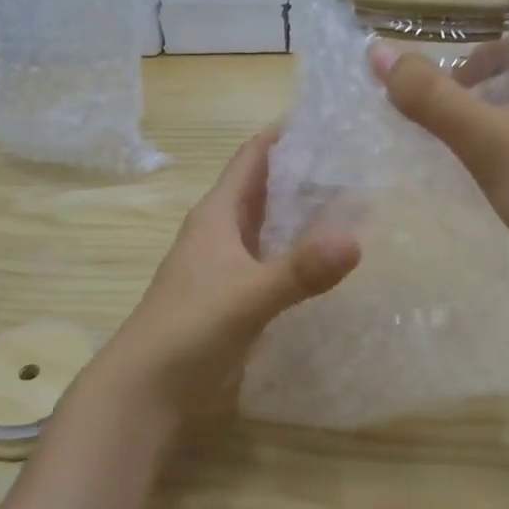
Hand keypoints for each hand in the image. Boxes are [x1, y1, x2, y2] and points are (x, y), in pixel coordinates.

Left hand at [92, 130, 359, 421]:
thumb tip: (356, 239)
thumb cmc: (188, 330)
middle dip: (307, 171)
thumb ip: (300, 271)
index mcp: (218, 215)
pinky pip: (274, 261)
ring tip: (360, 200)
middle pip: (267, 188)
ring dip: (306, 213)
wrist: (146, 392)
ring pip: (271, 225)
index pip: (254, 156)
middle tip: (363, 159)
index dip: (286, 133)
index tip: (333, 116)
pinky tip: (333, 260)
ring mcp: (228, 266)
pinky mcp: (236, 297)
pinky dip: (300, 253)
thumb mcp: (247, 296)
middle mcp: (222, 232)